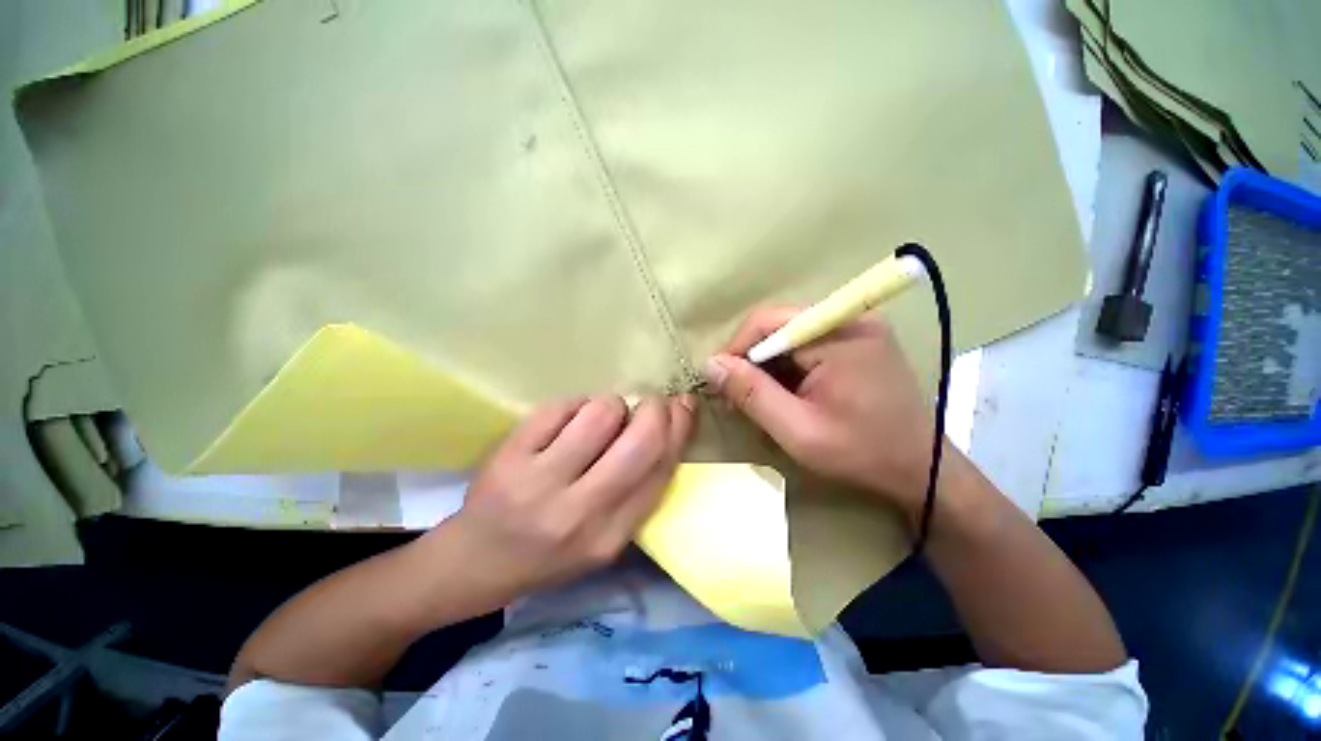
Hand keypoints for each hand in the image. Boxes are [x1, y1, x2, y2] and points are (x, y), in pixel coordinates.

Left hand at [445, 394, 693, 600]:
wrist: (474, 563)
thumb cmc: (550, 552)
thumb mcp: (606, 538)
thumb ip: (639, 489)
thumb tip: (669, 425)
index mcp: (610, 536)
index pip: (662, 470)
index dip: (680, 428)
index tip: (684, 406)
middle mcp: (580, 512)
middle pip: (640, 439)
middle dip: (655, 409)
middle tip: (650, 403)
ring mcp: (539, 482)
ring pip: (601, 412)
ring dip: (611, 406)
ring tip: (599, 419)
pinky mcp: (509, 456)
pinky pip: (562, 406)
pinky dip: (575, 405)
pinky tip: (568, 420)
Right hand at [703, 306, 933, 523]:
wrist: (921, 469)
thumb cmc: (861, 453)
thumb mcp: (797, 430)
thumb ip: (751, 394)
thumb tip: (710, 364)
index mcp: (838, 334)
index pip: (767, 322)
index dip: (735, 349)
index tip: (719, 383)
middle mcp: (848, 318)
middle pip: (777, 325)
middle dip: (750, 360)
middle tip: (735, 395)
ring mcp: (856, 327)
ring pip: (789, 336)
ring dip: (766, 365)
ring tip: (757, 399)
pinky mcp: (857, 340)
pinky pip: (806, 344)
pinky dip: (786, 367)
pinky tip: (784, 393)